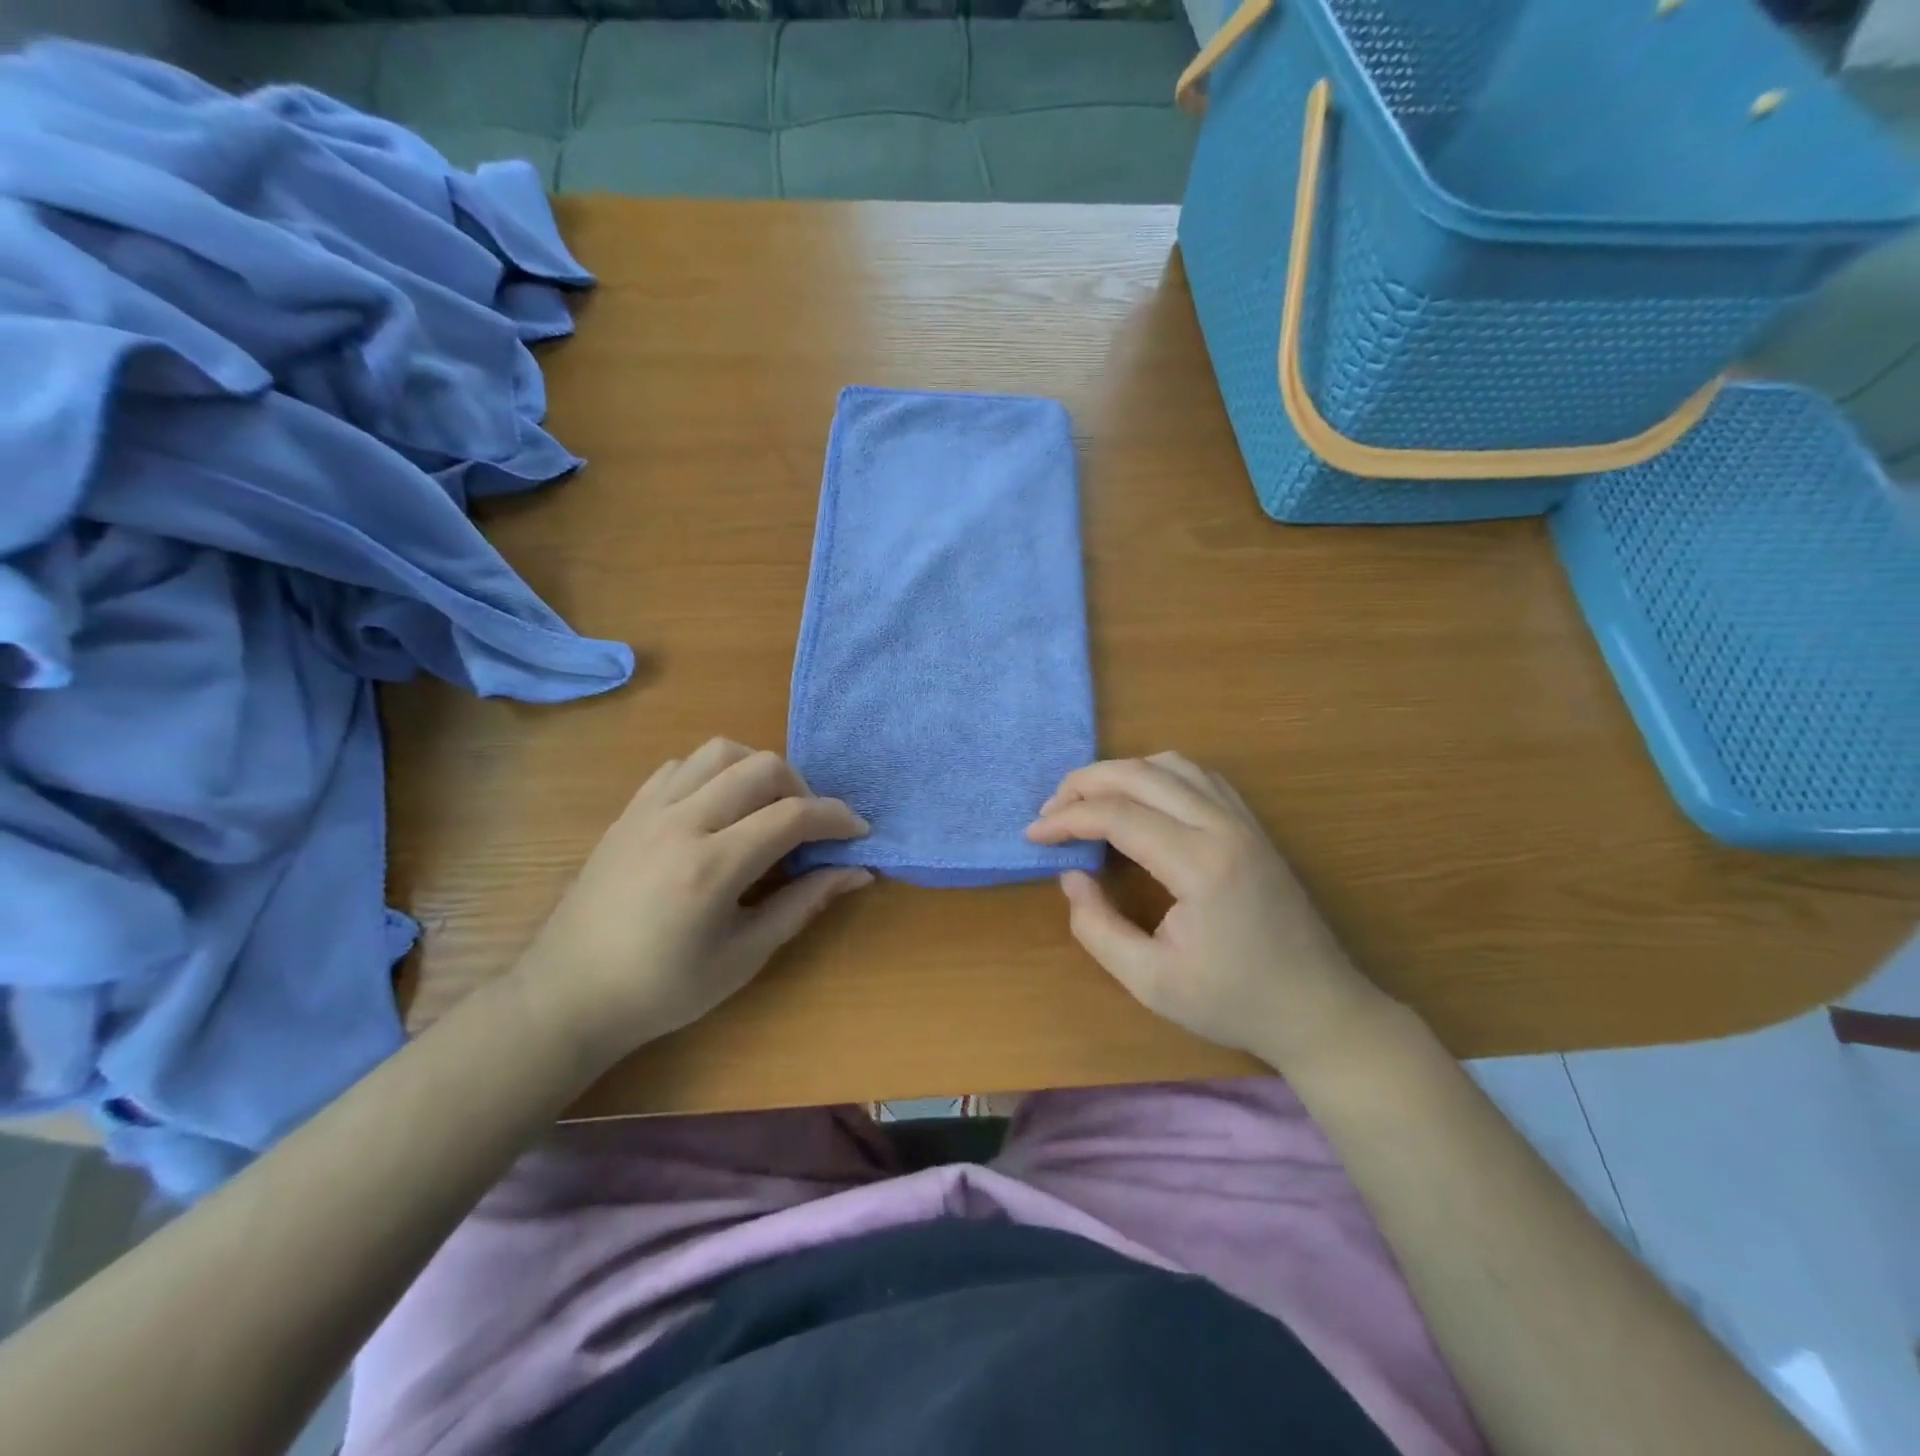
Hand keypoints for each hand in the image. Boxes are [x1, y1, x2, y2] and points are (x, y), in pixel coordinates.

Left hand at [514, 739, 870, 1067]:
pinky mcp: (629, 811)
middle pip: (761, 767)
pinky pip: (681, 766)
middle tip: (810, 827)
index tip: (858, 833)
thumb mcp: (744, 956)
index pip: (792, 815)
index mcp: (711, 866)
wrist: (567, 996)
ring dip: (757, 770)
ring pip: (720, 752)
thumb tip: (856, 872)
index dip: (836, 818)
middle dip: (803, 788)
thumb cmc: (662, 990)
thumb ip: (802, 904)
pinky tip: (719, 810)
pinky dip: (715, 774)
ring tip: (766, 809)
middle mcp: (681, 822)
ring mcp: (649, 810)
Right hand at [1026, 753, 1385, 1075]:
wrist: (1318, 1008)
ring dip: (1121, 773)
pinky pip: (1199, 776)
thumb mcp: (1149, 981)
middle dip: (1085, 783)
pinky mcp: (1252, 825)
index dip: (1067, 819)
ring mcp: (1244, 820)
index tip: (1033, 836)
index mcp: (1200, 864)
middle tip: (1050, 810)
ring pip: (1171, 764)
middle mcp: (1223, 826)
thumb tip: (1071, 876)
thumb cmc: (1233, 1002)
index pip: (1117, 815)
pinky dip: (1156, 775)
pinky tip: (1139, 800)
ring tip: (1087, 801)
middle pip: (1140, 774)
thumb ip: (1097, 927)